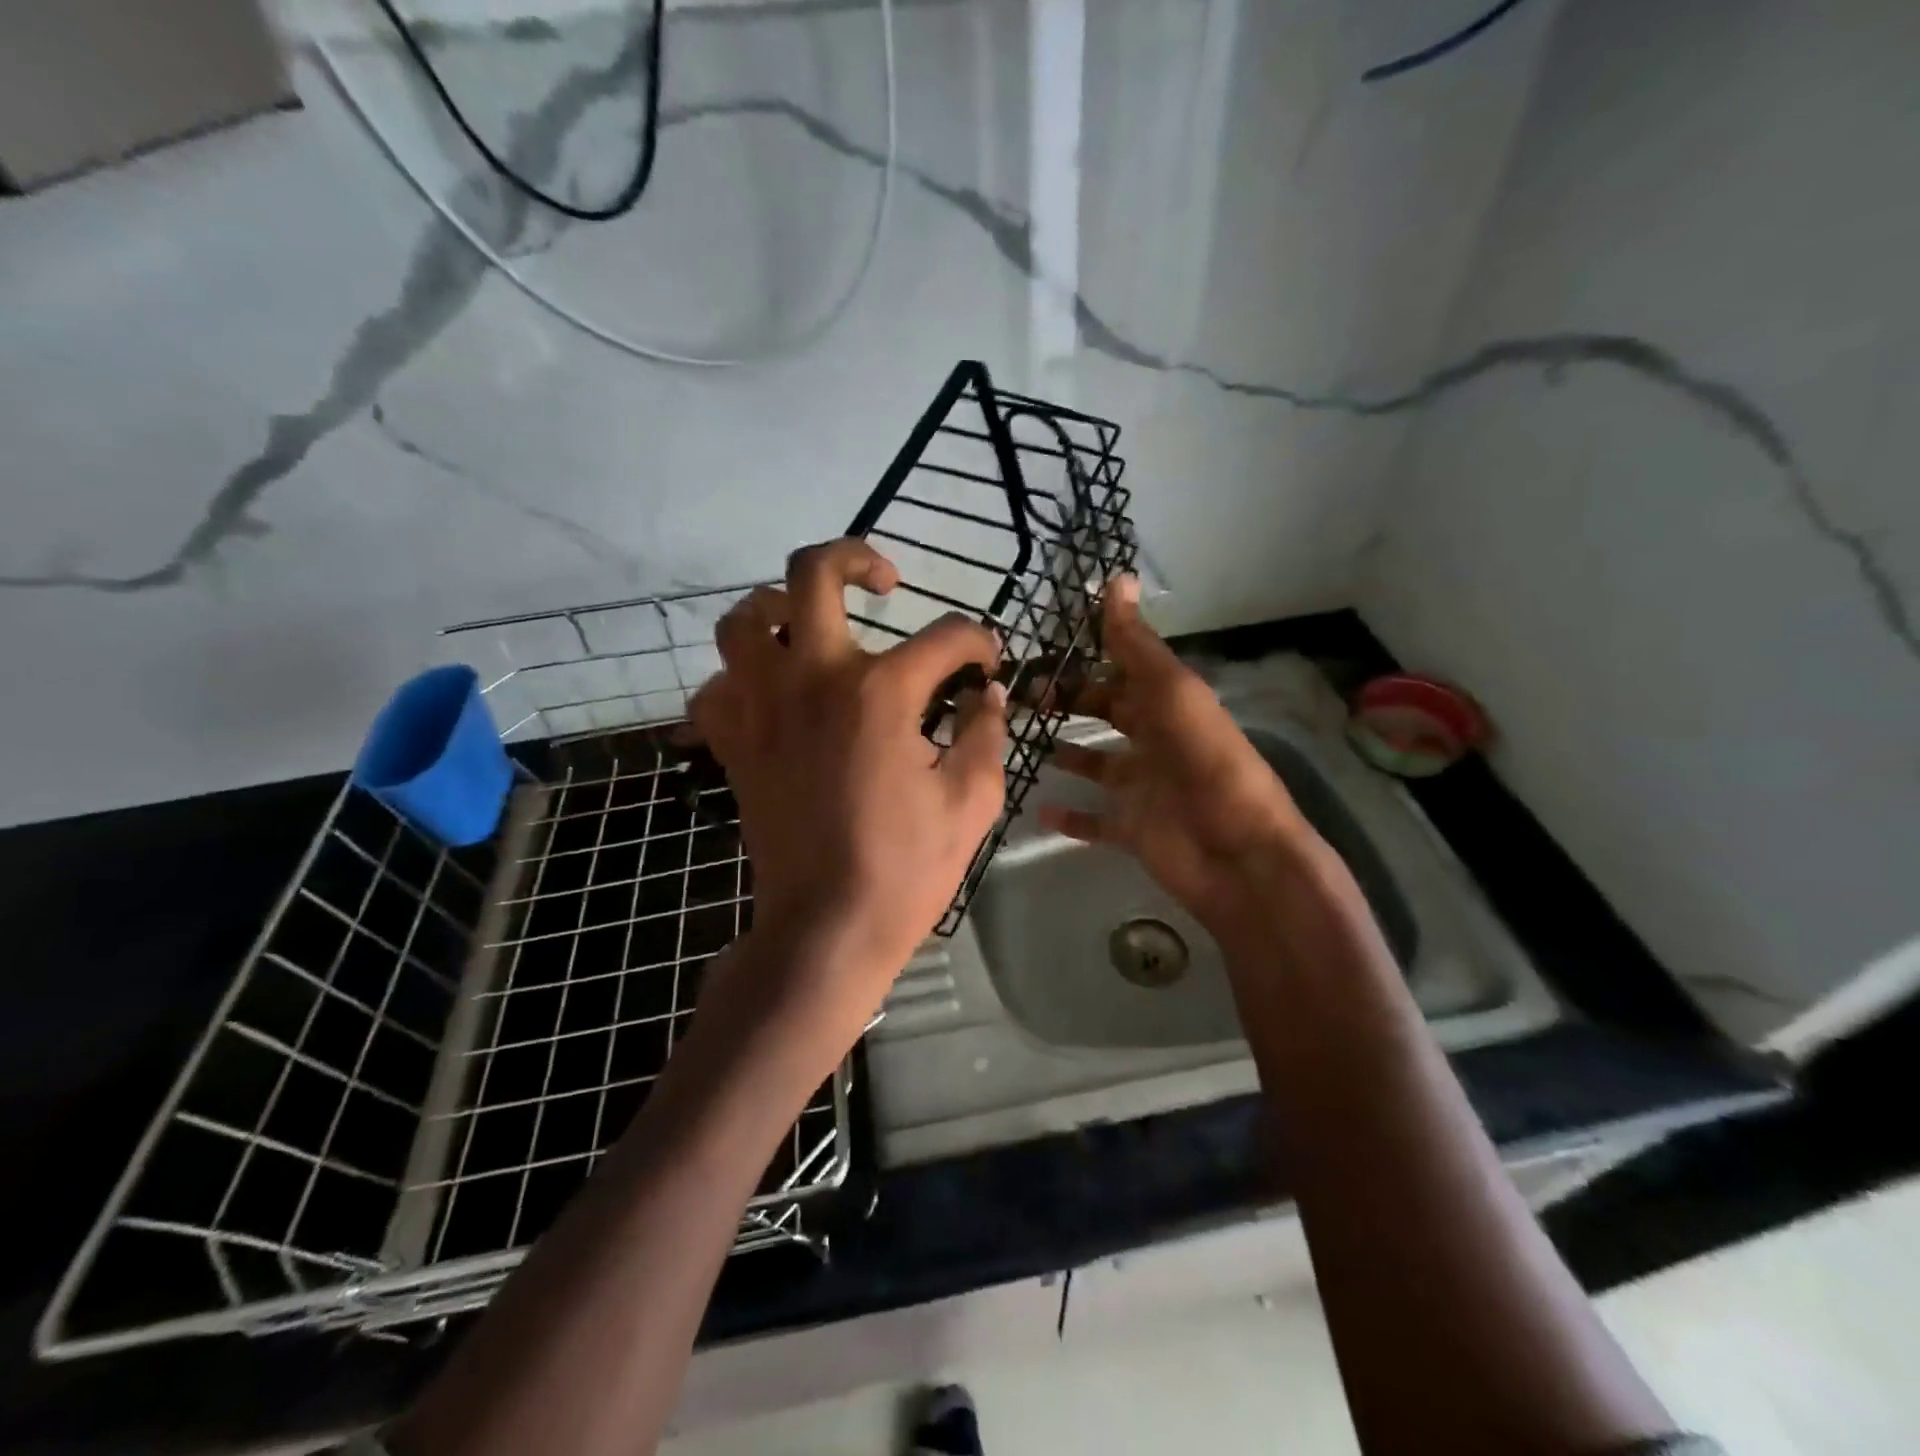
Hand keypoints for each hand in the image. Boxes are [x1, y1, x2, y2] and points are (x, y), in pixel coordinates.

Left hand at [690, 539, 1007, 1029]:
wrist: (826, 928)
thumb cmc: (907, 869)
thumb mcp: (971, 801)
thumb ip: (985, 733)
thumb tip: (989, 693)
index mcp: (880, 692)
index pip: (945, 638)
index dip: (979, 643)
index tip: (988, 663)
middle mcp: (812, 679)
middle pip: (813, 573)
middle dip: (855, 557)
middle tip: (885, 580)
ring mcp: (762, 708)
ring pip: (742, 619)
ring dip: (778, 608)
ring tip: (810, 625)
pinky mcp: (734, 743)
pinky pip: (717, 686)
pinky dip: (741, 678)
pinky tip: (773, 693)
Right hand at [1038, 577, 1317, 936]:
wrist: (1239, 853)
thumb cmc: (1205, 764)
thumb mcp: (1172, 693)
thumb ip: (1137, 644)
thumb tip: (1116, 577)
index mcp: (1168, 704)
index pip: (1122, 670)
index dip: (1087, 656)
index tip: (1041, 646)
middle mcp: (1154, 740)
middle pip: (1106, 713)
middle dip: (1068, 701)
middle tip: (1020, 696)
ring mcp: (1142, 787)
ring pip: (1096, 764)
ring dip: (1066, 754)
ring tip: (1020, 741)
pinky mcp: (1132, 829)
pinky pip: (1094, 820)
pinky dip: (1069, 816)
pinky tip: (1038, 808)